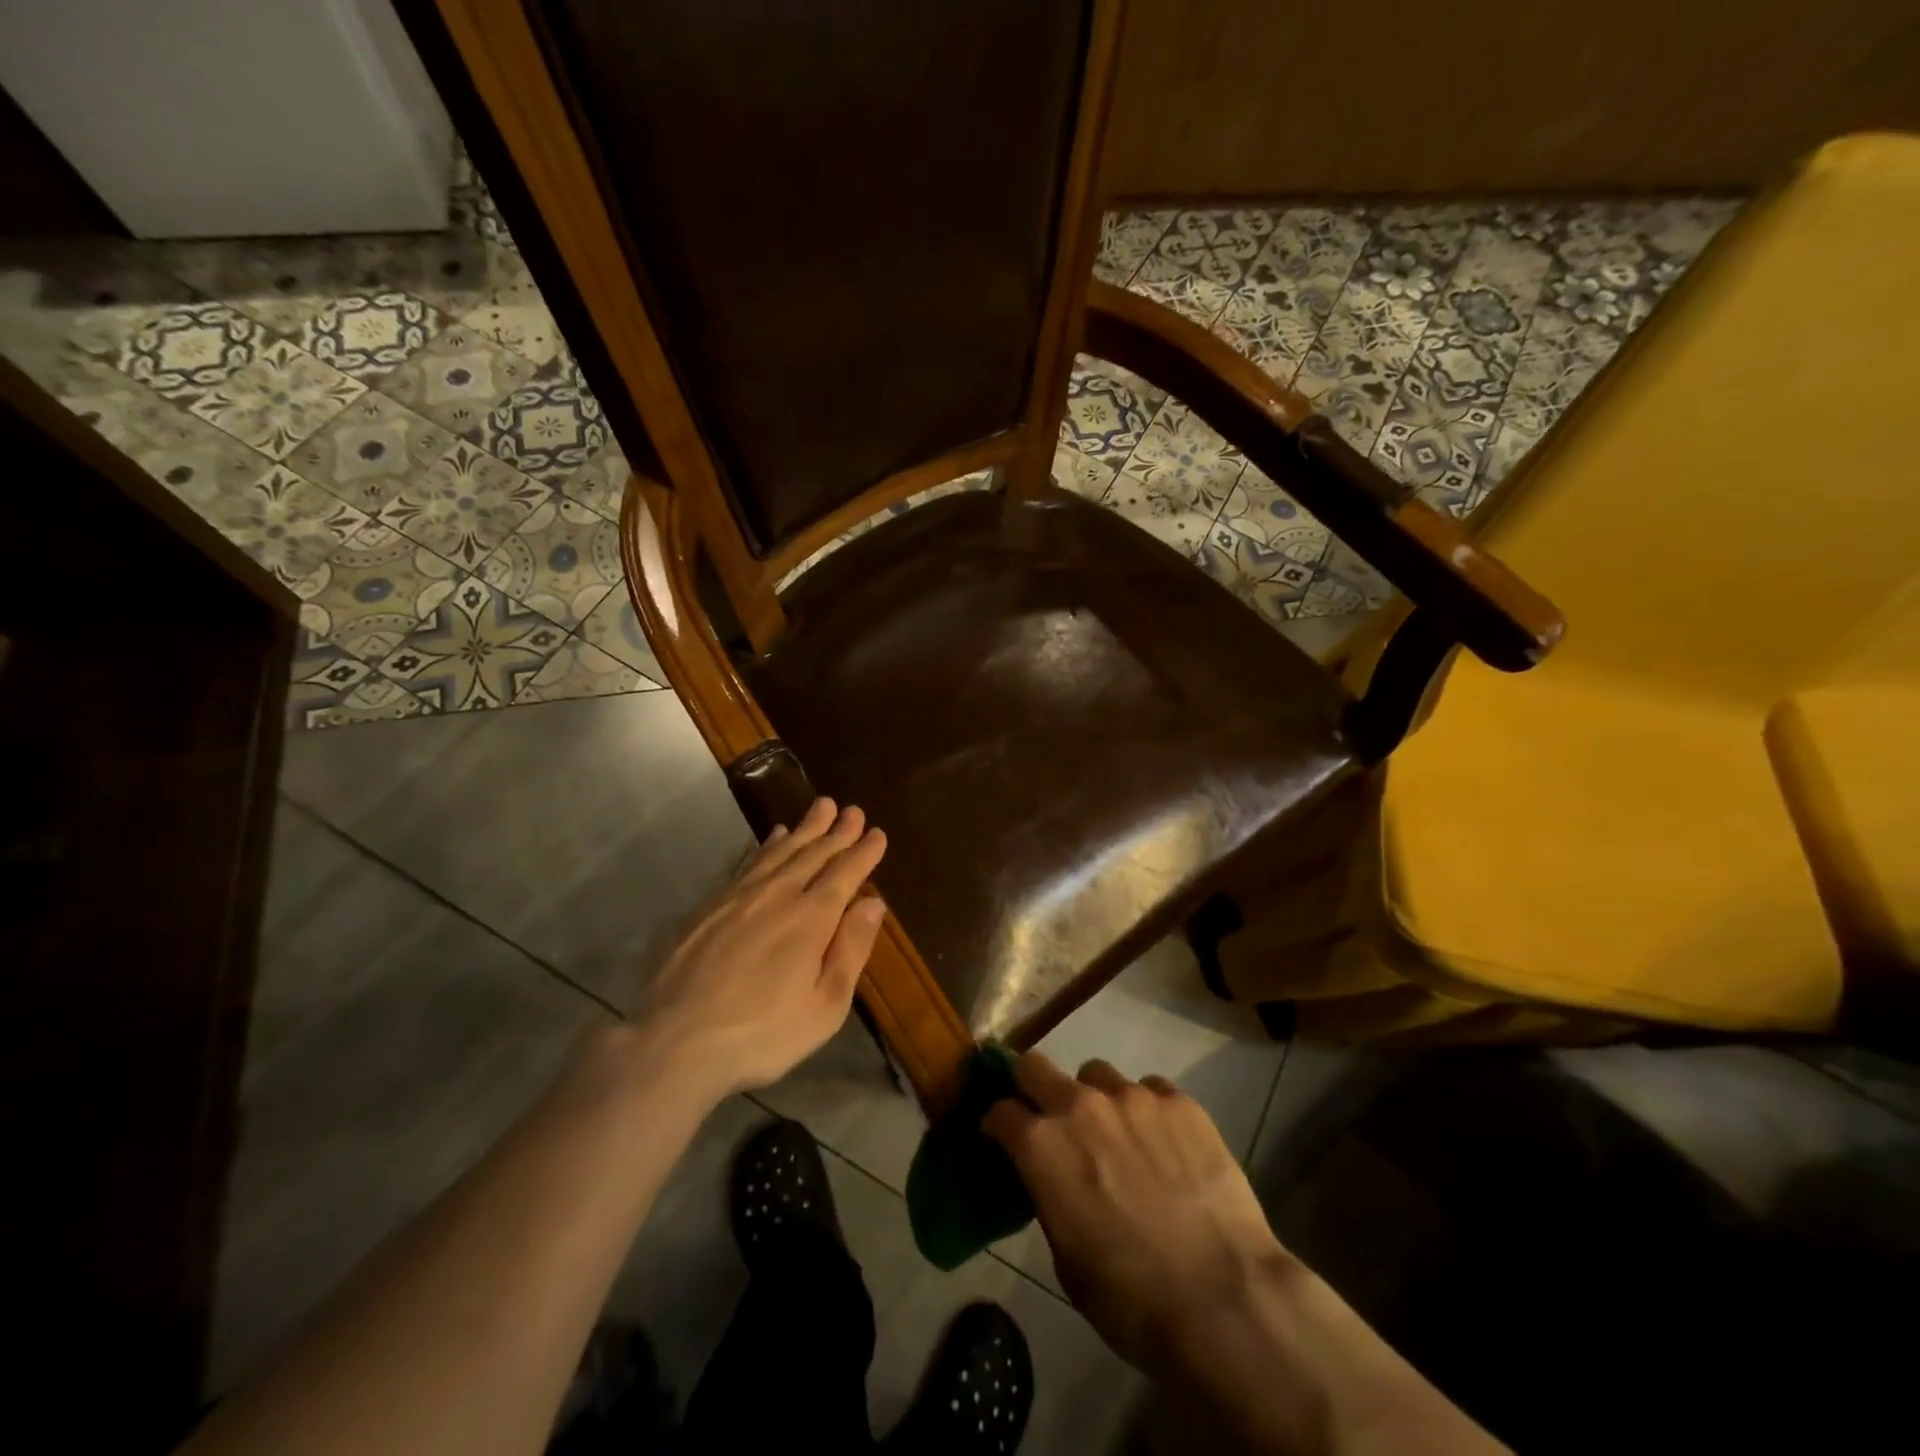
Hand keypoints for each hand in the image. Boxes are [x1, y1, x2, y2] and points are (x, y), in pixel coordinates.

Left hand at [631, 797, 887, 1098]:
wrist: (674, 1041)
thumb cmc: (762, 1034)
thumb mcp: (824, 1006)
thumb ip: (851, 950)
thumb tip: (873, 903)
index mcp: (811, 919)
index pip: (845, 874)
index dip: (863, 853)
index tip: (877, 833)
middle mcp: (778, 895)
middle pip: (813, 854)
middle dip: (837, 832)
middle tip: (853, 810)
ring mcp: (739, 896)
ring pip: (780, 851)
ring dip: (804, 828)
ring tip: (820, 808)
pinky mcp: (709, 905)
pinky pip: (748, 862)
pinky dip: (766, 845)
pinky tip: (772, 837)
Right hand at [983, 1052, 1289, 1377]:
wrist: (1223, 1298)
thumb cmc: (1131, 1298)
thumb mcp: (1066, 1257)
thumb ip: (1050, 1196)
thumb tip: (1051, 1177)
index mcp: (1041, 1145)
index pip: (999, 1111)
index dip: (997, 1125)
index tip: (1002, 1138)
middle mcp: (1079, 1104)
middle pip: (1034, 1066)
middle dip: (1029, 1085)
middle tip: (1044, 1114)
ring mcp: (1132, 1096)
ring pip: (1096, 1074)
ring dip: (1093, 1098)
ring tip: (1117, 1135)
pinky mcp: (1179, 1101)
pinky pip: (1149, 1089)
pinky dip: (1145, 1110)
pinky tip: (1164, 1144)